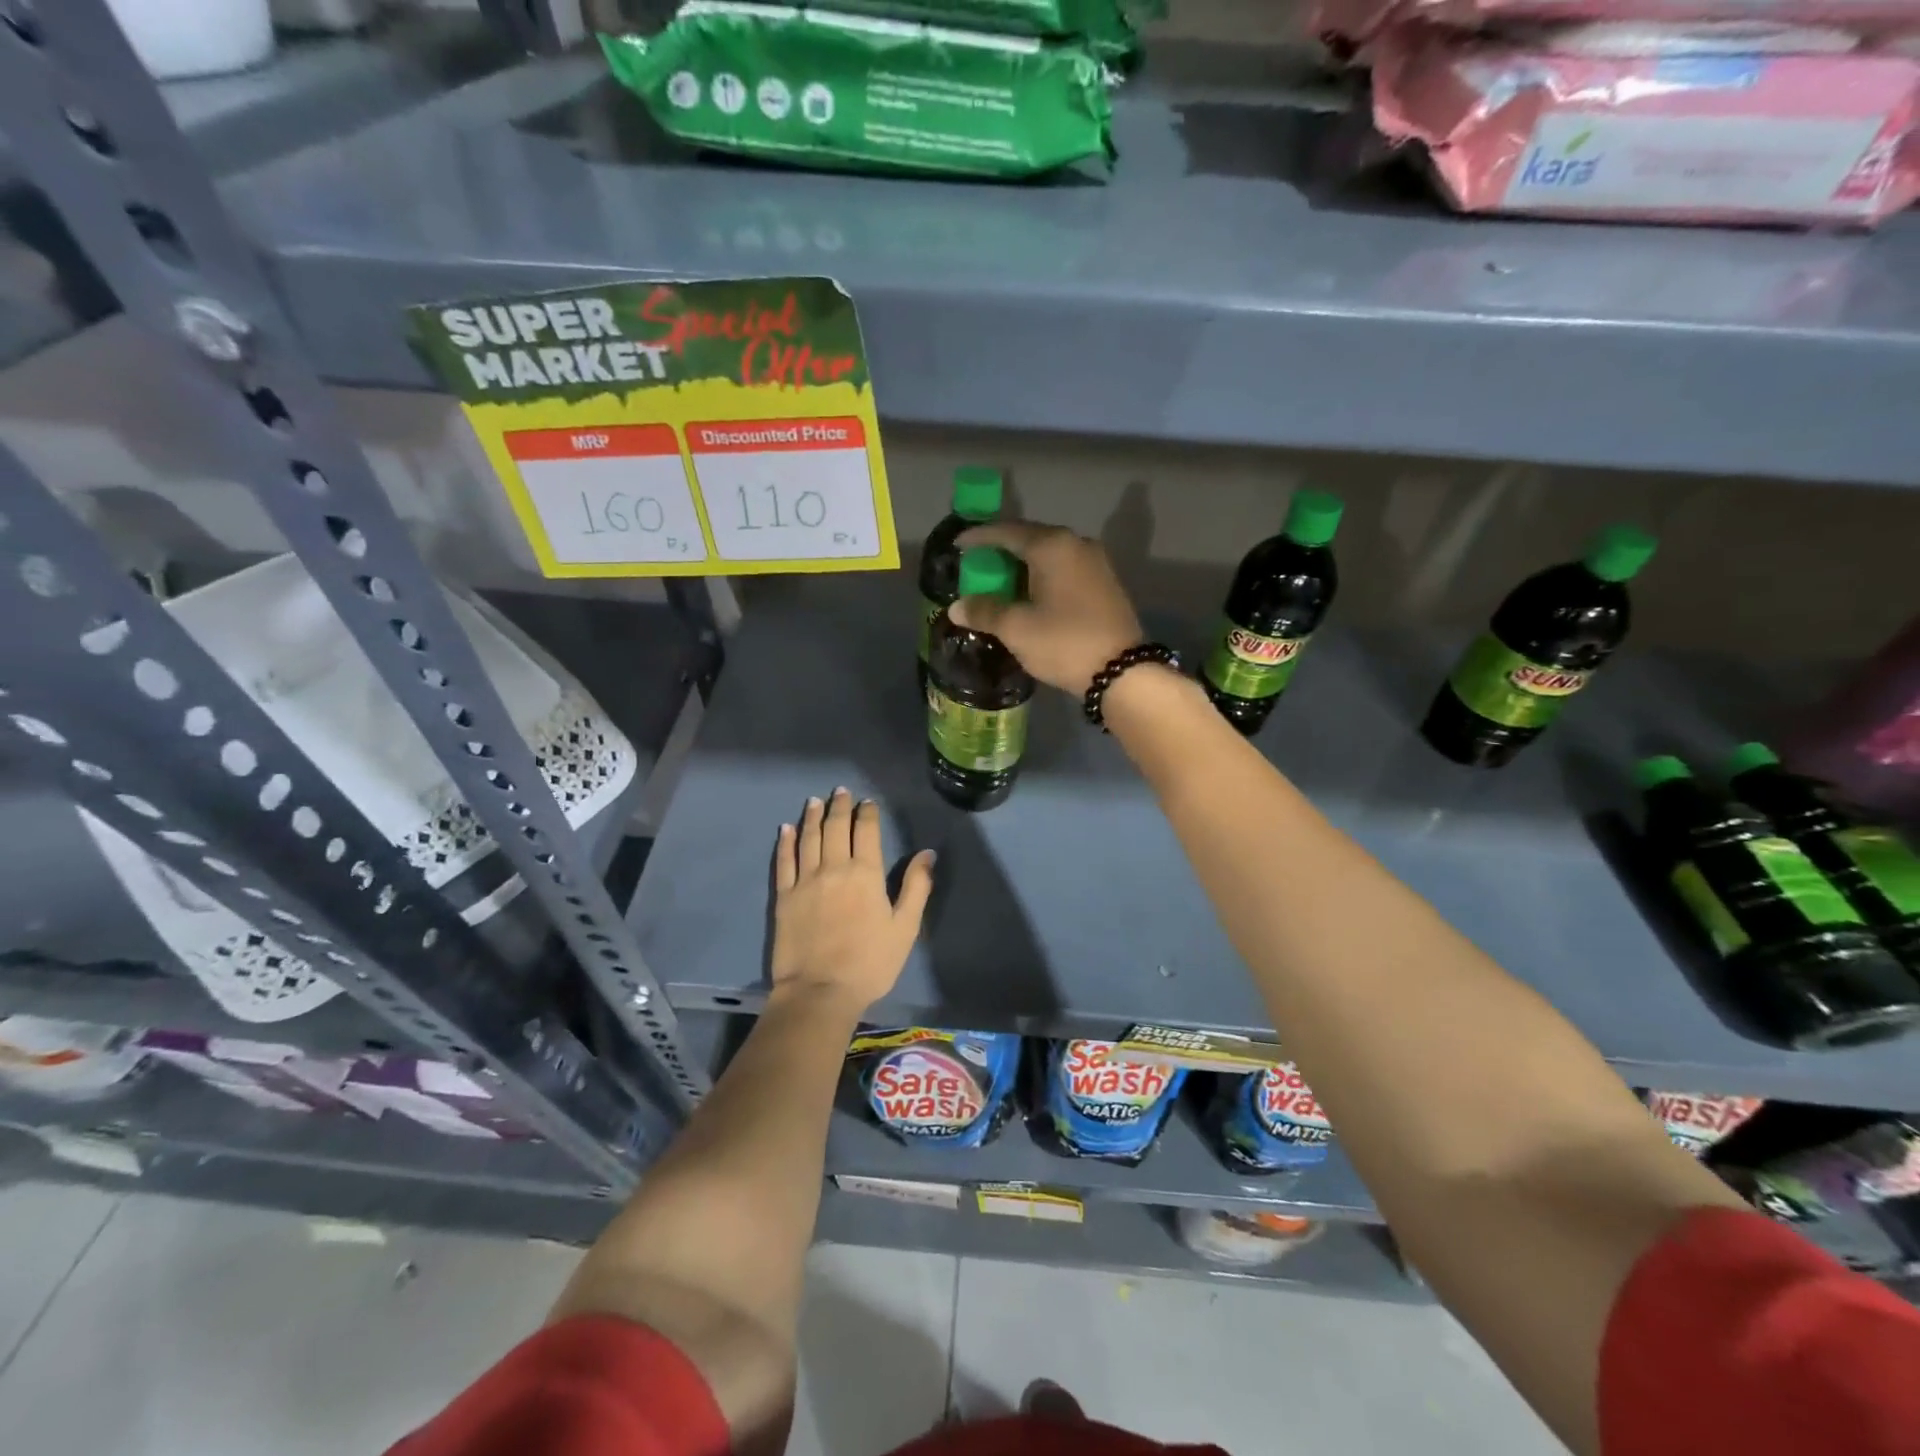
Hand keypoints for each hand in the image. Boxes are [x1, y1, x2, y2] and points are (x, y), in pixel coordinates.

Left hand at [770, 787, 935, 1011]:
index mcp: (865, 874)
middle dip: (839, 807)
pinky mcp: (784, 897)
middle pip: (835, 828)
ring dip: (812, 817)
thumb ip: (916, 887)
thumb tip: (927, 854)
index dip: (866, 813)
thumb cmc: (870, 963)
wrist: (820, 992)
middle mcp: (834, 868)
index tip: (867, 802)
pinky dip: (785, 842)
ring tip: (815, 801)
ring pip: (808, 838)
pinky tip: (785, 829)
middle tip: (840, 791)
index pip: (866, 831)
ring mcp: (805, 881)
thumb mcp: (905, 928)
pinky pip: (784, 862)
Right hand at [950, 521, 1144, 695]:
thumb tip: (956, 607)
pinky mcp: (1104, 584)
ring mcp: (1095, 563)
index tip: (957, 545)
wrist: (1122, 672)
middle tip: (976, 567)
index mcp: (1052, 546)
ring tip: (998, 584)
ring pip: (1048, 556)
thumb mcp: (1016, 628)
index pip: (1007, 531)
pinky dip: (1041, 577)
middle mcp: (1076, 544)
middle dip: (1000, 552)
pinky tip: (1028, 596)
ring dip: (1021, 567)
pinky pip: (1063, 570)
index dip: (979, 537)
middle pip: (1029, 539)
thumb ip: (984, 611)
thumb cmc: (1064, 642)